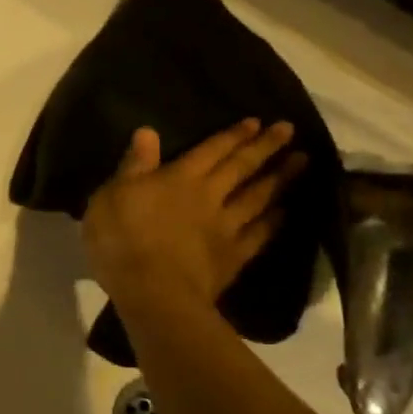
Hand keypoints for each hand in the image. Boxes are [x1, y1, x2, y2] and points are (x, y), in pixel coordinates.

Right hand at [83, 120, 305, 315]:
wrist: (153, 292)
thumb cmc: (122, 240)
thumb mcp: (112, 196)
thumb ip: (134, 166)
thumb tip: (148, 132)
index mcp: (179, 178)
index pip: (210, 150)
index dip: (232, 135)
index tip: (256, 121)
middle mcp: (209, 196)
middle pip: (241, 167)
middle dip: (265, 147)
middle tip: (289, 130)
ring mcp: (225, 228)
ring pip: (258, 197)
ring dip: (279, 178)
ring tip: (301, 162)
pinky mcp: (233, 258)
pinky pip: (259, 235)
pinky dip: (273, 222)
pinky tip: (284, 213)